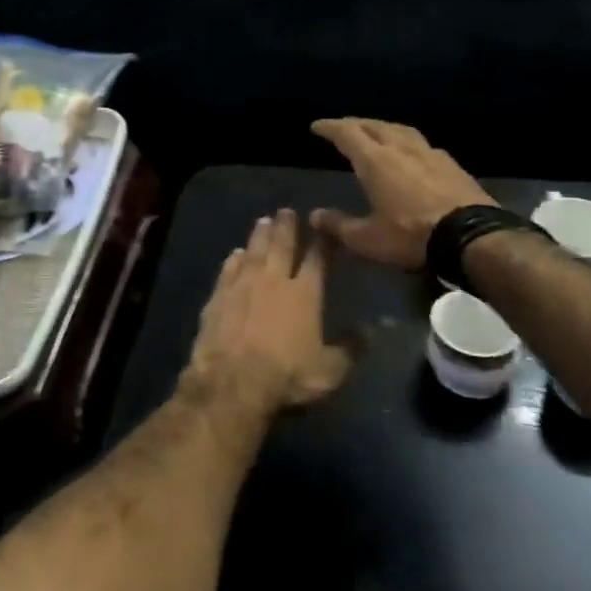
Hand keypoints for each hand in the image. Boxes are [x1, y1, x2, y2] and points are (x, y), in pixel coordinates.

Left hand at [184, 210, 352, 414]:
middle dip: (286, 227)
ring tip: (263, 221)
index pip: (317, 260)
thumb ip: (351, 349)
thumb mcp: (329, 371)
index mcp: (304, 294)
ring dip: (259, 235)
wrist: (231, 380)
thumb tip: (371, 330)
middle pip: (281, 246)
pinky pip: (228, 270)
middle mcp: (273, 281)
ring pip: (253, 252)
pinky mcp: (218, 296)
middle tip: (286, 211)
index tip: (324, 226)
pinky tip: (235, 253)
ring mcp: (242, 285)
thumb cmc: (286, 376)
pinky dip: (233, 259)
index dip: (322, 243)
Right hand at [309, 118, 496, 269]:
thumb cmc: (411, 236)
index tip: (317, 126)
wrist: (472, 238)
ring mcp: (430, 154)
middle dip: (355, 123)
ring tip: (375, 132)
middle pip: (374, 125)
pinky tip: (410, 152)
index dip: (330, 127)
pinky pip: (422, 144)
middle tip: (343, 126)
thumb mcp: (367, 239)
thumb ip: (338, 225)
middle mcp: (400, 148)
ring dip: (383, 127)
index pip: (347, 134)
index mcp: (375, 161)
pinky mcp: (452, 165)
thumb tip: (314, 216)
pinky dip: (407, 142)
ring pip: (400, 129)